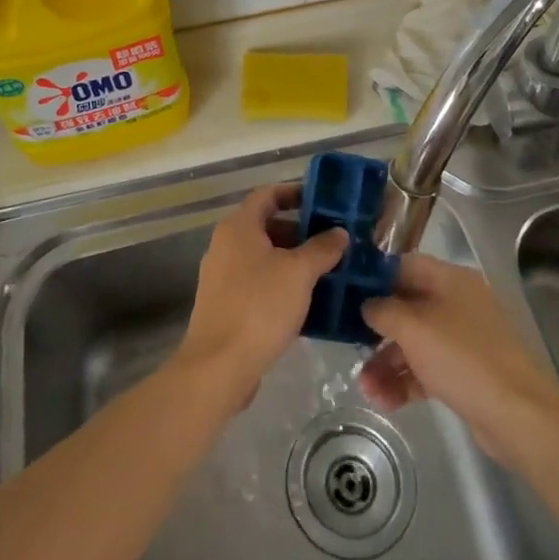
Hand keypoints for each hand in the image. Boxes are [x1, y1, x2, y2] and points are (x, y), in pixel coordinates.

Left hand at [175, 183, 345, 408]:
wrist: (218, 366)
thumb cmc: (259, 307)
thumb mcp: (299, 273)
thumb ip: (322, 248)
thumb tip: (339, 232)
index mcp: (238, 227)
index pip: (267, 195)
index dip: (294, 193)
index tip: (322, 201)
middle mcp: (225, 245)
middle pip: (265, 226)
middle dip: (299, 231)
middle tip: (331, 241)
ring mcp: (222, 276)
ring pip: (263, 257)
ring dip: (292, 260)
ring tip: (326, 271)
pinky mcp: (225, 305)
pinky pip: (257, 283)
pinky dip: (280, 284)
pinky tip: (306, 302)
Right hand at [360, 254, 558, 465]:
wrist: (518, 415)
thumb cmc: (462, 358)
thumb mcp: (413, 327)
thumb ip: (383, 310)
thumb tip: (367, 305)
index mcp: (451, 280)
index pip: (405, 266)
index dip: (375, 277)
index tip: (347, 293)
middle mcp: (458, 303)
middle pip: (407, 306)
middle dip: (377, 330)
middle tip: (350, 344)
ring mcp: (464, 339)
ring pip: (414, 342)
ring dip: (386, 362)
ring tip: (365, 387)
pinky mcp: (466, 373)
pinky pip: (427, 369)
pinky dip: (405, 381)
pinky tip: (384, 400)